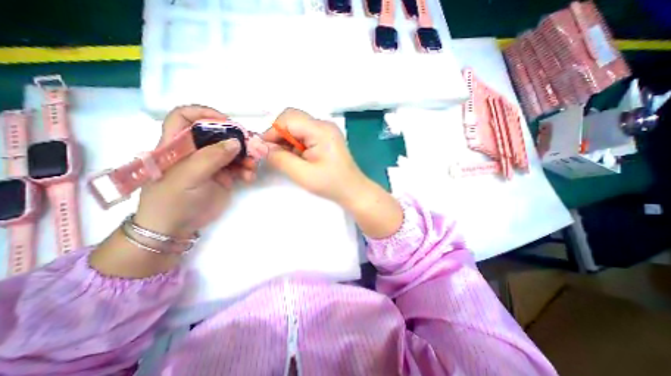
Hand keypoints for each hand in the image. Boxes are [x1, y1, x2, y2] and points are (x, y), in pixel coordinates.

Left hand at [134, 104, 256, 235]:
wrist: (177, 228)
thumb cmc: (172, 201)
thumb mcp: (188, 177)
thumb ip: (211, 158)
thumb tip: (236, 142)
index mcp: (177, 145)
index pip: (185, 117)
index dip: (204, 114)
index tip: (226, 121)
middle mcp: (196, 150)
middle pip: (218, 134)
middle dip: (237, 138)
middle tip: (253, 147)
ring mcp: (211, 163)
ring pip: (233, 151)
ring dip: (246, 156)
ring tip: (253, 166)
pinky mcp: (224, 175)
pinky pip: (239, 166)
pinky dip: (247, 170)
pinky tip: (249, 177)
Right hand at [261, 108, 365, 206]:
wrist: (353, 190)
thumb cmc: (331, 184)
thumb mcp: (302, 174)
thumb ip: (279, 158)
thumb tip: (261, 147)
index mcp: (321, 130)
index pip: (288, 119)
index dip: (272, 132)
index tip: (264, 150)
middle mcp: (324, 124)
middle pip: (292, 118)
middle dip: (279, 134)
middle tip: (276, 154)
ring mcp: (326, 130)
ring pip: (297, 126)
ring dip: (287, 140)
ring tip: (290, 159)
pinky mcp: (326, 137)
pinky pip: (304, 133)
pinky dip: (296, 143)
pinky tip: (299, 157)